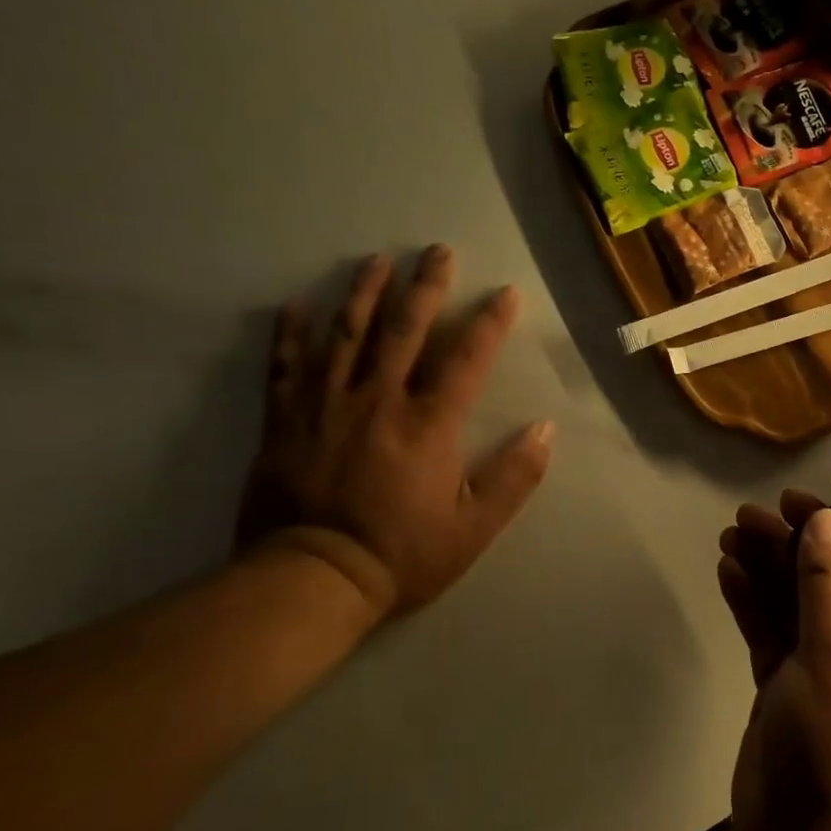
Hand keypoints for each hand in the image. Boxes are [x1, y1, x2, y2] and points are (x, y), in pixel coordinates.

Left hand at [238, 246, 553, 620]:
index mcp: (429, 424)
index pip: (466, 358)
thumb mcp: (474, 526)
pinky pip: (286, 366)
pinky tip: (297, 303)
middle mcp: (379, 400)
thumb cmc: (402, 553)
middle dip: (425, 287)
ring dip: (364, 293)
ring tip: (377, 259)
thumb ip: (514, 476)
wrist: (310, 580)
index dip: (489, 321)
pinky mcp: (284, 421)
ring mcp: (326, 406)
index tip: (506, 293)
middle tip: (437, 251)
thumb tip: (545, 430)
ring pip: (346, 335)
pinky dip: (291, 333)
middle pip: (404, 330)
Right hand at [716, 490, 830, 830]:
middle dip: (785, 548)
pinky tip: (729, 574)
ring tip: (730, 537)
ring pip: (790, 608)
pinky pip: (768, 637)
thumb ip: (828, 584)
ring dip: (763, 572)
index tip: (786, 499)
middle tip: (743, 518)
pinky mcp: (783, 695)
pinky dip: (750, 605)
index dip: (824, 529)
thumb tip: (826, 519)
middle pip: (819, 583)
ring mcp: (820, 675)